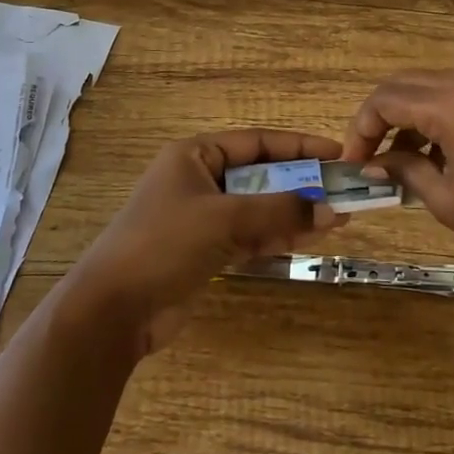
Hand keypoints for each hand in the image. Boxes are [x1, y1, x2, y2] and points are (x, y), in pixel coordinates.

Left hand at [67, 129, 341, 352]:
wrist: (111, 311)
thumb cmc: (164, 244)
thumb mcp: (225, 219)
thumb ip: (281, 211)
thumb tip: (333, 211)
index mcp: (195, 155)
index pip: (257, 142)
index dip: (298, 146)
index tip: (336, 153)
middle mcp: (198, 180)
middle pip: (260, 175)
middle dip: (301, 184)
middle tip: (341, 191)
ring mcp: (201, 218)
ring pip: (258, 208)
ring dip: (293, 213)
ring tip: (337, 218)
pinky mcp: (204, 251)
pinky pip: (249, 235)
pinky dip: (276, 236)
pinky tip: (309, 238)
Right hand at [340, 71, 453, 294]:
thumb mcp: (446, 200)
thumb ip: (403, 170)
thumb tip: (373, 163)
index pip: (387, 100)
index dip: (361, 128)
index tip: (352, 163)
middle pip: (407, 85)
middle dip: (381, 118)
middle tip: (369, 157)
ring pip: (435, 89)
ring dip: (410, 118)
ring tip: (401, 163)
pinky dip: (440, 118)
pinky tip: (439, 156)